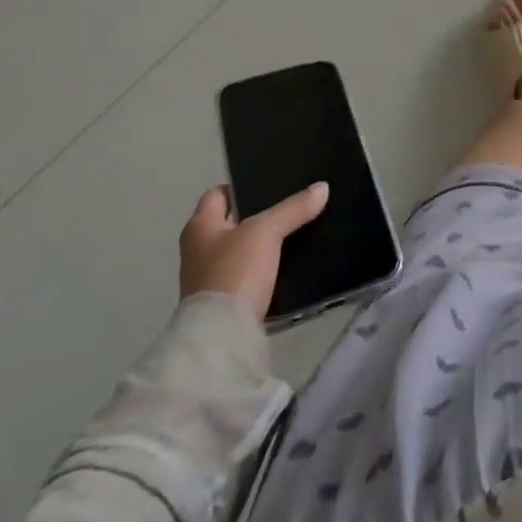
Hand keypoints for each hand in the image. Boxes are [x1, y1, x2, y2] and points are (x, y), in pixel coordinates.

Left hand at [178, 182, 329, 321]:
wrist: (222, 338)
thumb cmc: (234, 271)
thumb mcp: (266, 232)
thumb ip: (293, 209)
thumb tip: (322, 187)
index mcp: (199, 227)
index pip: (217, 195)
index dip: (241, 187)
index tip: (270, 183)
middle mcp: (199, 251)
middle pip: (232, 223)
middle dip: (259, 215)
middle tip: (292, 205)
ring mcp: (211, 280)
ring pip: (243, 250)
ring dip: (264, 244)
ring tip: (299, 231)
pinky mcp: (227, 303)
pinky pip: (250, 275)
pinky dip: (267, 268)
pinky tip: (291, 263)